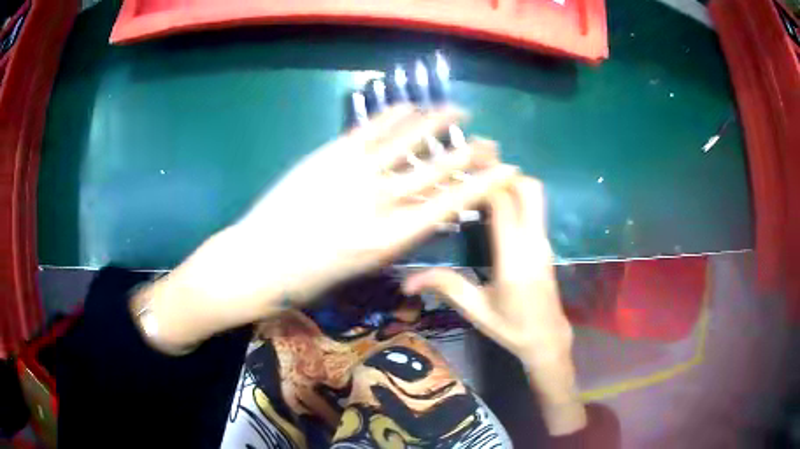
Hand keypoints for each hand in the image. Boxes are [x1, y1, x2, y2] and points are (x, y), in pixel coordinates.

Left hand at [134, 105, 517, 350]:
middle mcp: (381, 202)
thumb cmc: (313, 276)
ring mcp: (355, 172)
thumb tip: (424, 212)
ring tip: (458, 110)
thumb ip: (397, 236)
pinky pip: (372, 129)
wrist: (261, 259)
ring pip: (408, 140)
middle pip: (437, 169)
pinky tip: (412, 106)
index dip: (482, 184)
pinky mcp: (332, 154)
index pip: (450, 203)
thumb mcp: (364, 265)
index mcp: (392, 238)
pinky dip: (395, 115)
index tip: (505, 169)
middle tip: (489, 141)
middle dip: (469, 152)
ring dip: (437, 123)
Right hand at [402, 176, 585, 434]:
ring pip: (534, 194)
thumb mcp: (477, 311)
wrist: (548, 338)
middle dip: (501, 172)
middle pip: (528, 188)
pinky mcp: (544, 243)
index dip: (482, 181)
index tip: (458, 169)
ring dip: (509, 181)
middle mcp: (533, 242)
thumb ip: (446, 288)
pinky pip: (533, 207)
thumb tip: (407, 282)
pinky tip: (492, 204)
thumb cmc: (512, 328)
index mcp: (515, 258)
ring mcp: (543, 240)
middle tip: (471, 170)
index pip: (503, 204)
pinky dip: (514, 194)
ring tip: (479, 183)